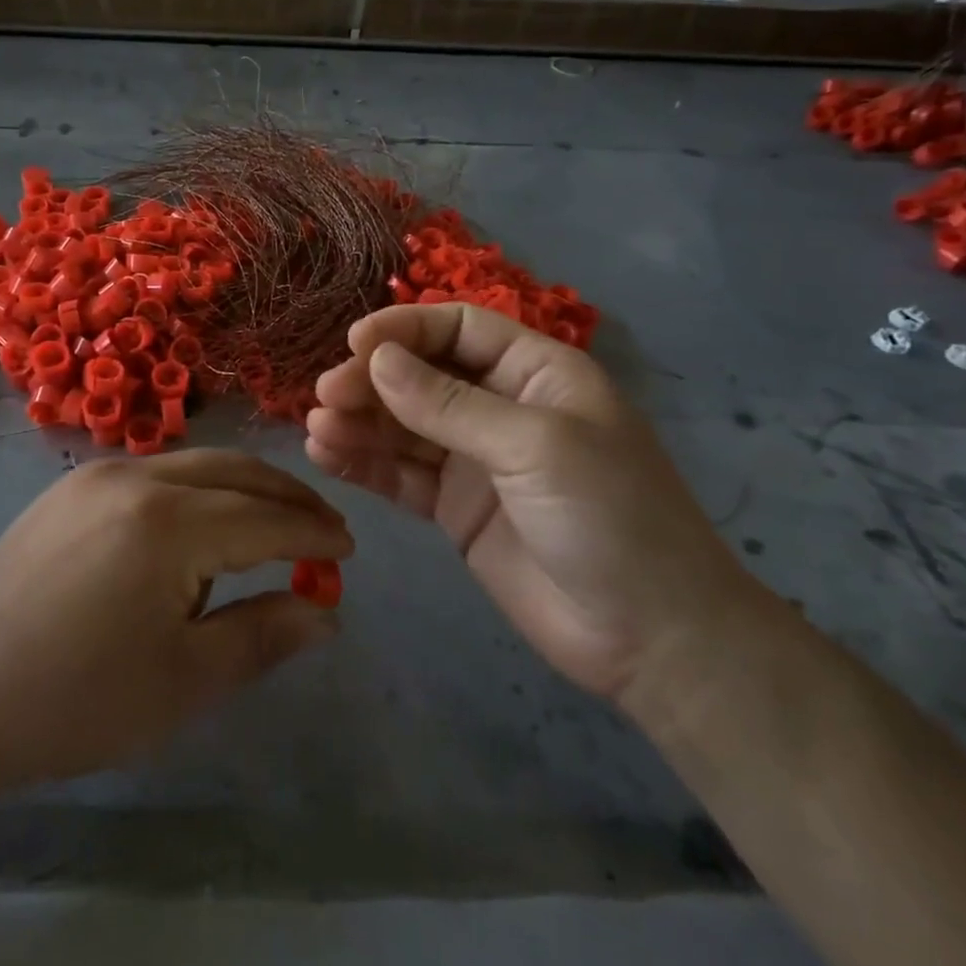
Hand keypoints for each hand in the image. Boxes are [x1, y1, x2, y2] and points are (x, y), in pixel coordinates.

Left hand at [0, 451, 351, 790]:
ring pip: (196, 464)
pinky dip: (198, 489)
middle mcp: (135, 477)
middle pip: (235, 471)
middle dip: (287, 496)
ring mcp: (97, 474)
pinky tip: (204, 525)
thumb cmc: (78, 702)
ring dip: (243, 489)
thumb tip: (326, 613)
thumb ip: (263, 635)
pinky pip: (156, 472)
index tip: (349, 550)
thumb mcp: (184, 681)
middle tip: (323, 528)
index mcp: (166, 523)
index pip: (264, 518)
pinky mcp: (72, 485)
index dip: (312, 534)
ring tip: (273, 527)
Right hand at [306, 303, 756, 701]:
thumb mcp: (534, 446)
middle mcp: (500, 406)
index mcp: (535, 373)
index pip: (459, 328)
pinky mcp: (454, 507)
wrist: (649, 637)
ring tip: (316, 429)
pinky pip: (400, 474)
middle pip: (421, 375)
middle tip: (325, 396)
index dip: (405, 329)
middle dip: (372, 381)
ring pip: (403, 425)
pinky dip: (364, 463)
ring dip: (359, 422)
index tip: (353, 344)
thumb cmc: (610, 517)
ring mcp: (474, 459)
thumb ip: (450, 404)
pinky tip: (326, 456)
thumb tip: (377, 360)